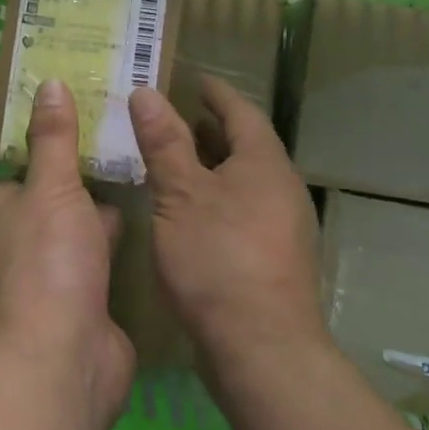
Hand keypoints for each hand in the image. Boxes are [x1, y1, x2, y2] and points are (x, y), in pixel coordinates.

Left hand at [0, 80, 134, 429]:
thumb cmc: (48, 263)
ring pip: (81, 228)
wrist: (63, 361)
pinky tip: (154, 220)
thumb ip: (53, 138)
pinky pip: (102, 259)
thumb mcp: (51, 188)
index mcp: (1, 211)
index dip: (57, 140)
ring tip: (149, 168)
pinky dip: (120, 243)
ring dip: (106, 210)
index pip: (28, 166)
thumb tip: (48, 83)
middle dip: (88, 174)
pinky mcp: (82, 302)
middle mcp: (19, 242)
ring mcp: (51, 275)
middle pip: (57, 196)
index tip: (93, 113)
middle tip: (131, 137)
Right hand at [128, 76, 326, 386]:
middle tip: (174, 118)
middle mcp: (281, 188)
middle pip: (246, 145)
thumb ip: (164, 143)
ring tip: (175, 161)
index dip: (215, 93)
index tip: (193, 80)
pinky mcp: (274, 258)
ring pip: (244, 179)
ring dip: (213, 164)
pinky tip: (189, 213)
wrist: (262, 349)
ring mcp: (282, 226)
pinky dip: (217, 196)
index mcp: (264, 163)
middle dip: (212, 129)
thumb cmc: (218, 259)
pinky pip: (244, 208)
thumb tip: (146, 93)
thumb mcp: (180, 195)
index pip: (240, 111)